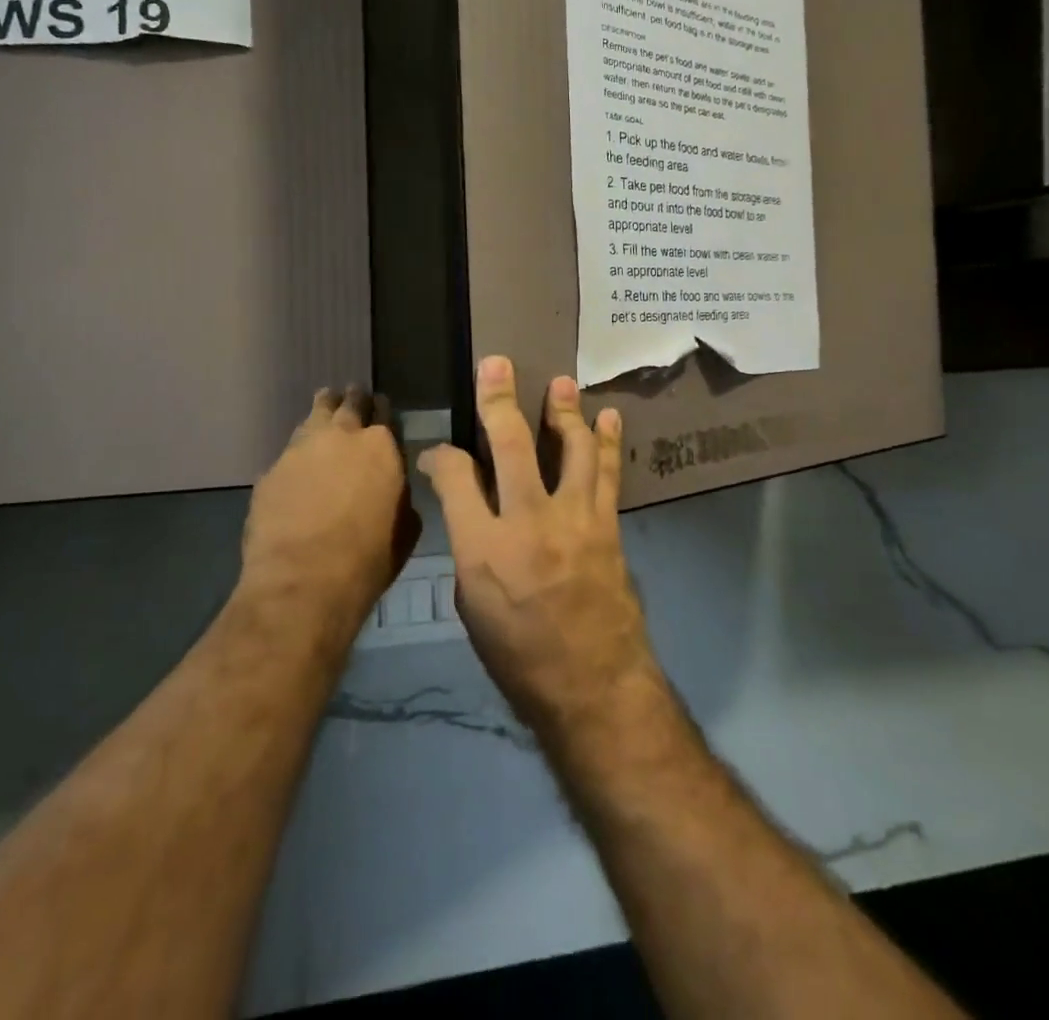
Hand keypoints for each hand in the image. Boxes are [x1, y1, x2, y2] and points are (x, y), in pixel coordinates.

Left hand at [239, 386, 418, 635]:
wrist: (303, 581)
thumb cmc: (368, 559)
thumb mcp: (405, 527)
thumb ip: (399, 495)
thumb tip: (392, 488)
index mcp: (382, 446)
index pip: (385, 412)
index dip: (383, 410)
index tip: (381, 409)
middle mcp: (342, 436)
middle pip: (348, 404)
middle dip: (352, 399)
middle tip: (352, 397)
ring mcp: (301, 449)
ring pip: (314, 416)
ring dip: (322, 413)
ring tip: (324, 410)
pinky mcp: (271, 471)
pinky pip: (289, 452)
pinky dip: (299, 453)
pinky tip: (300, 466)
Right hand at [419, 356, 659, 742]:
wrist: (593, 686)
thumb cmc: (520, 657)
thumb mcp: (473, 606)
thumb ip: (469, 545)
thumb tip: (470, 506)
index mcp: (482, 548)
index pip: (455, 478)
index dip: (442, 456)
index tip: (440, 451)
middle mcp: (528, 521)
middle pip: (511, 445)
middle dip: (499, 400)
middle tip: (497, 363)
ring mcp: (575, 519)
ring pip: (570, 448)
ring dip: (565, 411)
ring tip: (563, 383)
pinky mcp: (607, 525)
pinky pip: (607, 473)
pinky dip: (608, 442)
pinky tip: (609, 417)